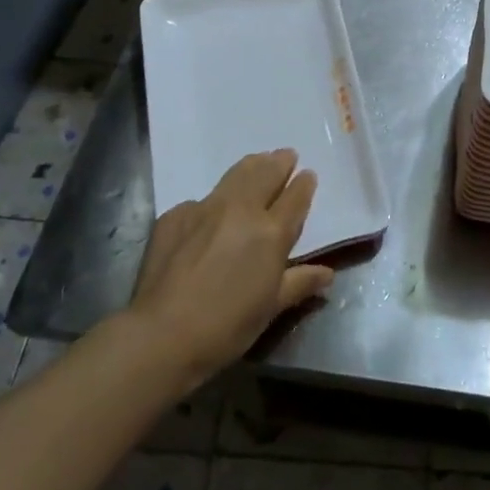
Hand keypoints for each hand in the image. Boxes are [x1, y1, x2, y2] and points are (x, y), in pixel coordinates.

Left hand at [129, 150, 333, 386]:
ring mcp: (206, 208)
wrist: (162, 334)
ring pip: (235, 175)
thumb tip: (328, 274)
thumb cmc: (227, 327)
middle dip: (279, 163)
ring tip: (258, 161)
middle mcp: (242, 210)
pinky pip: (201, 200)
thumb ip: (299, 283)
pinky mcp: (175, 216)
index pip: (295, 198)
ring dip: (252, 166)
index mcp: (271, 232)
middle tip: (286, 155)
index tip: (308, 174)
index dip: (304, 185)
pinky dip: (214, 200)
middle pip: (266, 174)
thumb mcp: (271, 308)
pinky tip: (212, 210)